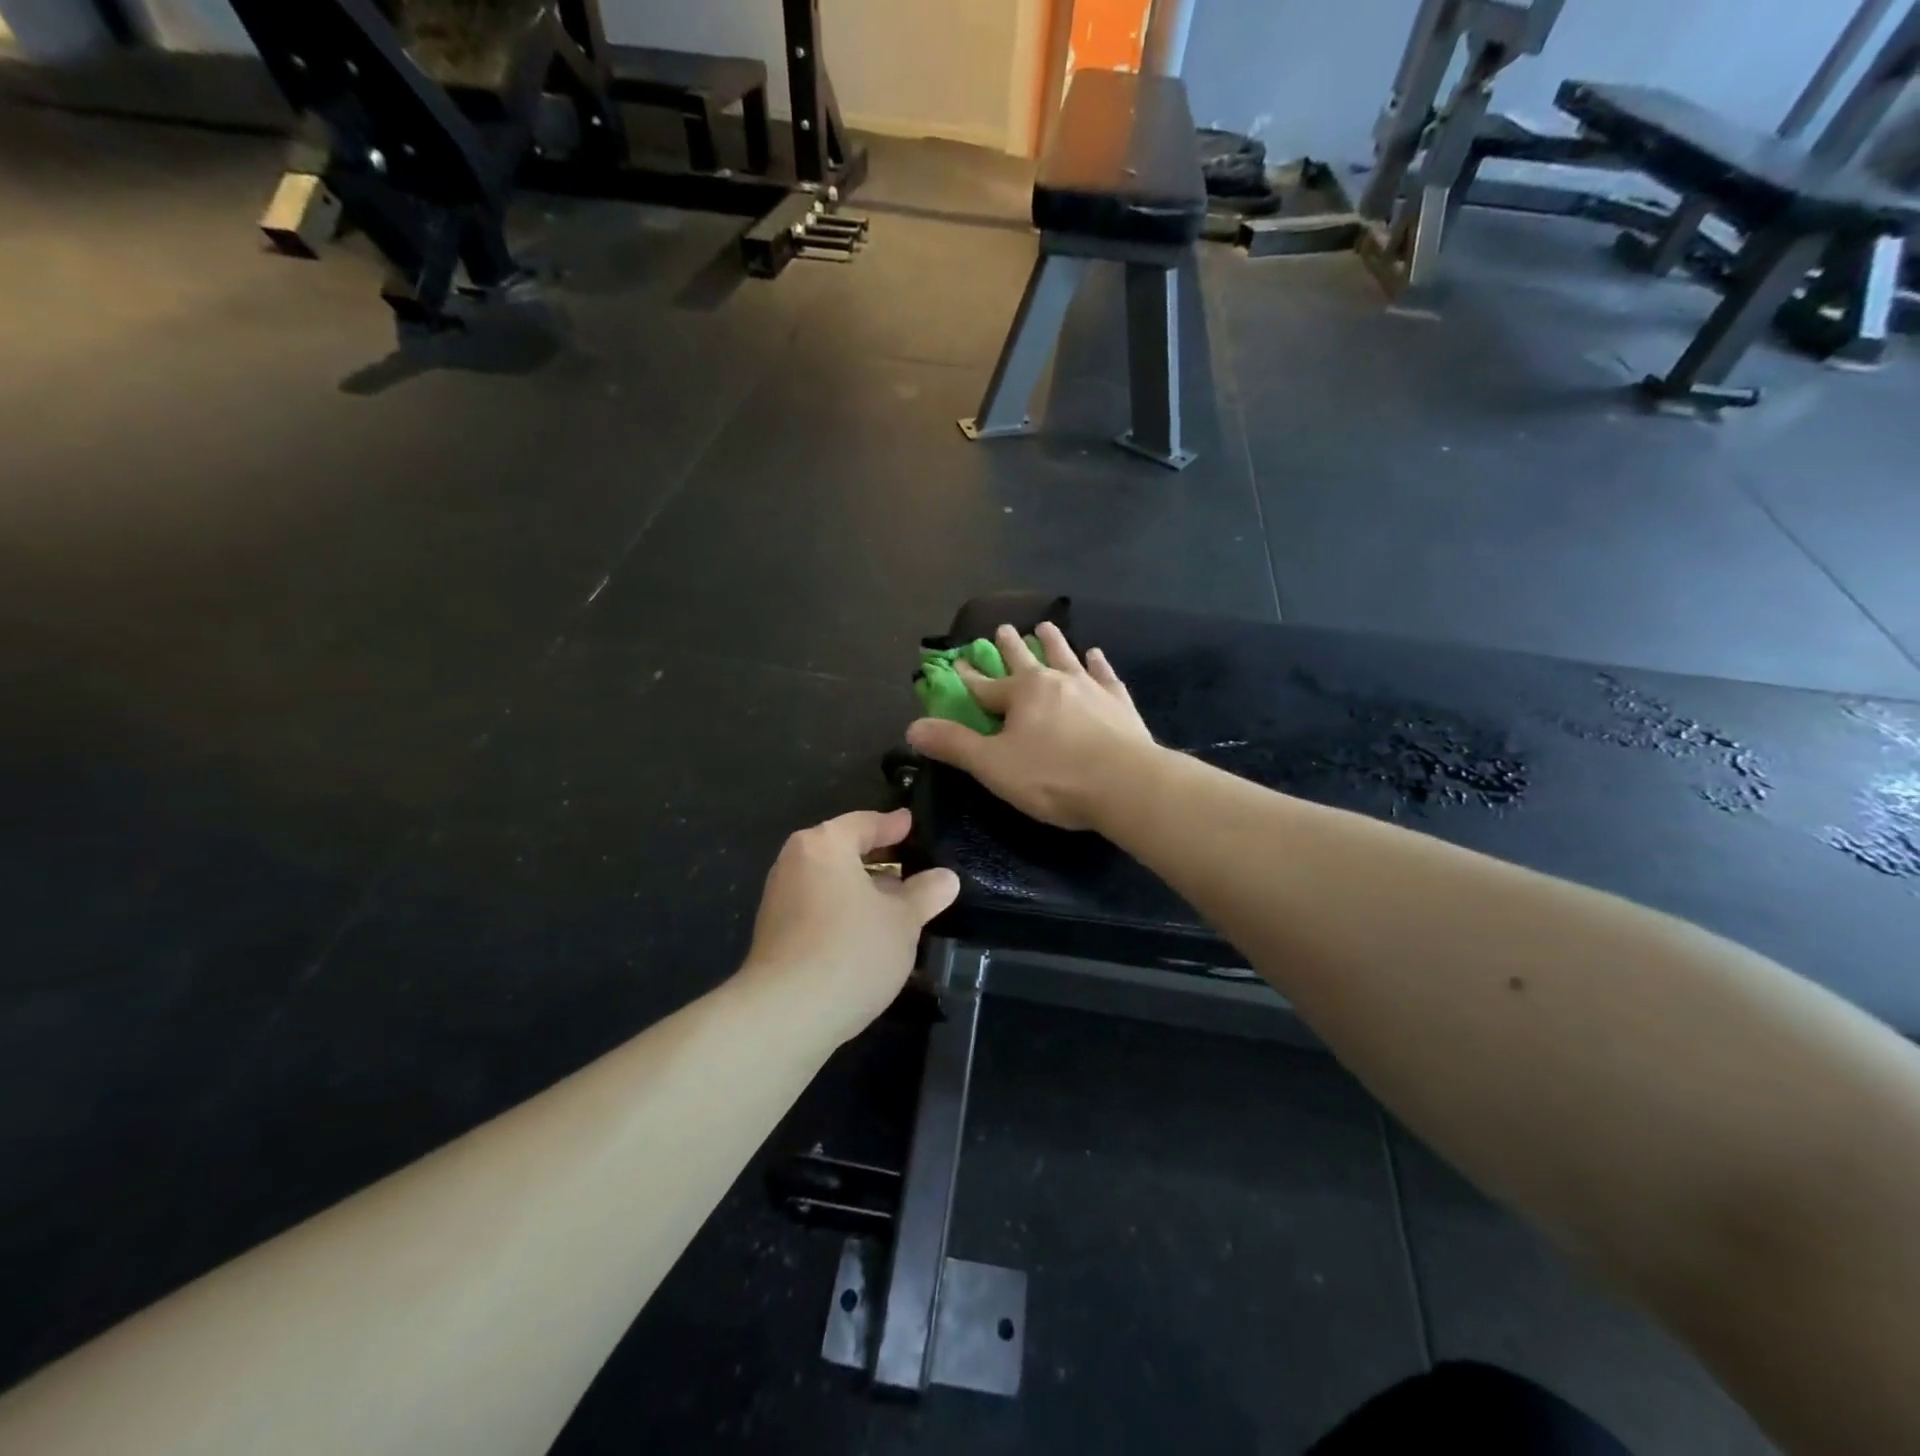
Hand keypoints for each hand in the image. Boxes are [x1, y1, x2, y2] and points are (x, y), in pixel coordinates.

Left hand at [740, 808, 959, 1044]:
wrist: (786, 1015)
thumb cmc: (851, 951)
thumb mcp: (903, 921)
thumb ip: (925, 894)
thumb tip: (946, 878)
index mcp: (824, 845)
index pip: (864, 823)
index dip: (893, 825)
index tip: (911, 824)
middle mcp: (795, 862)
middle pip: (843, 850)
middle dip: (878, 859)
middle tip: (912, 865)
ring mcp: (779, 898)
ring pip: (830, 881)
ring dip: (862, 889)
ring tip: (897, 903)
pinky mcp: (774, 933)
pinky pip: (817, 906)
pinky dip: (844, 909)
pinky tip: (868, 932)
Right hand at [905, 622, 1153, 831]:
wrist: (1126, 784)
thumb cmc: (1053, 777)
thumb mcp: (993, 766)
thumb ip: (954, 745)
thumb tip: (912, 728)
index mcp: (1022, 693)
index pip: (984, 684)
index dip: (966, 676)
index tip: (955, 661)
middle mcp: (1055, 681)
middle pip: (1026, 659)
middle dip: (1010, 646)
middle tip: (1002, 627)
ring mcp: (1091, 689)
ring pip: (1066, 657)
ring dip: (1054, 643)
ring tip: (1045, 625)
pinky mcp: (1120, 704)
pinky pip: (1105, 676)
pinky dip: (1098, 664)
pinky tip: (1096, 654)